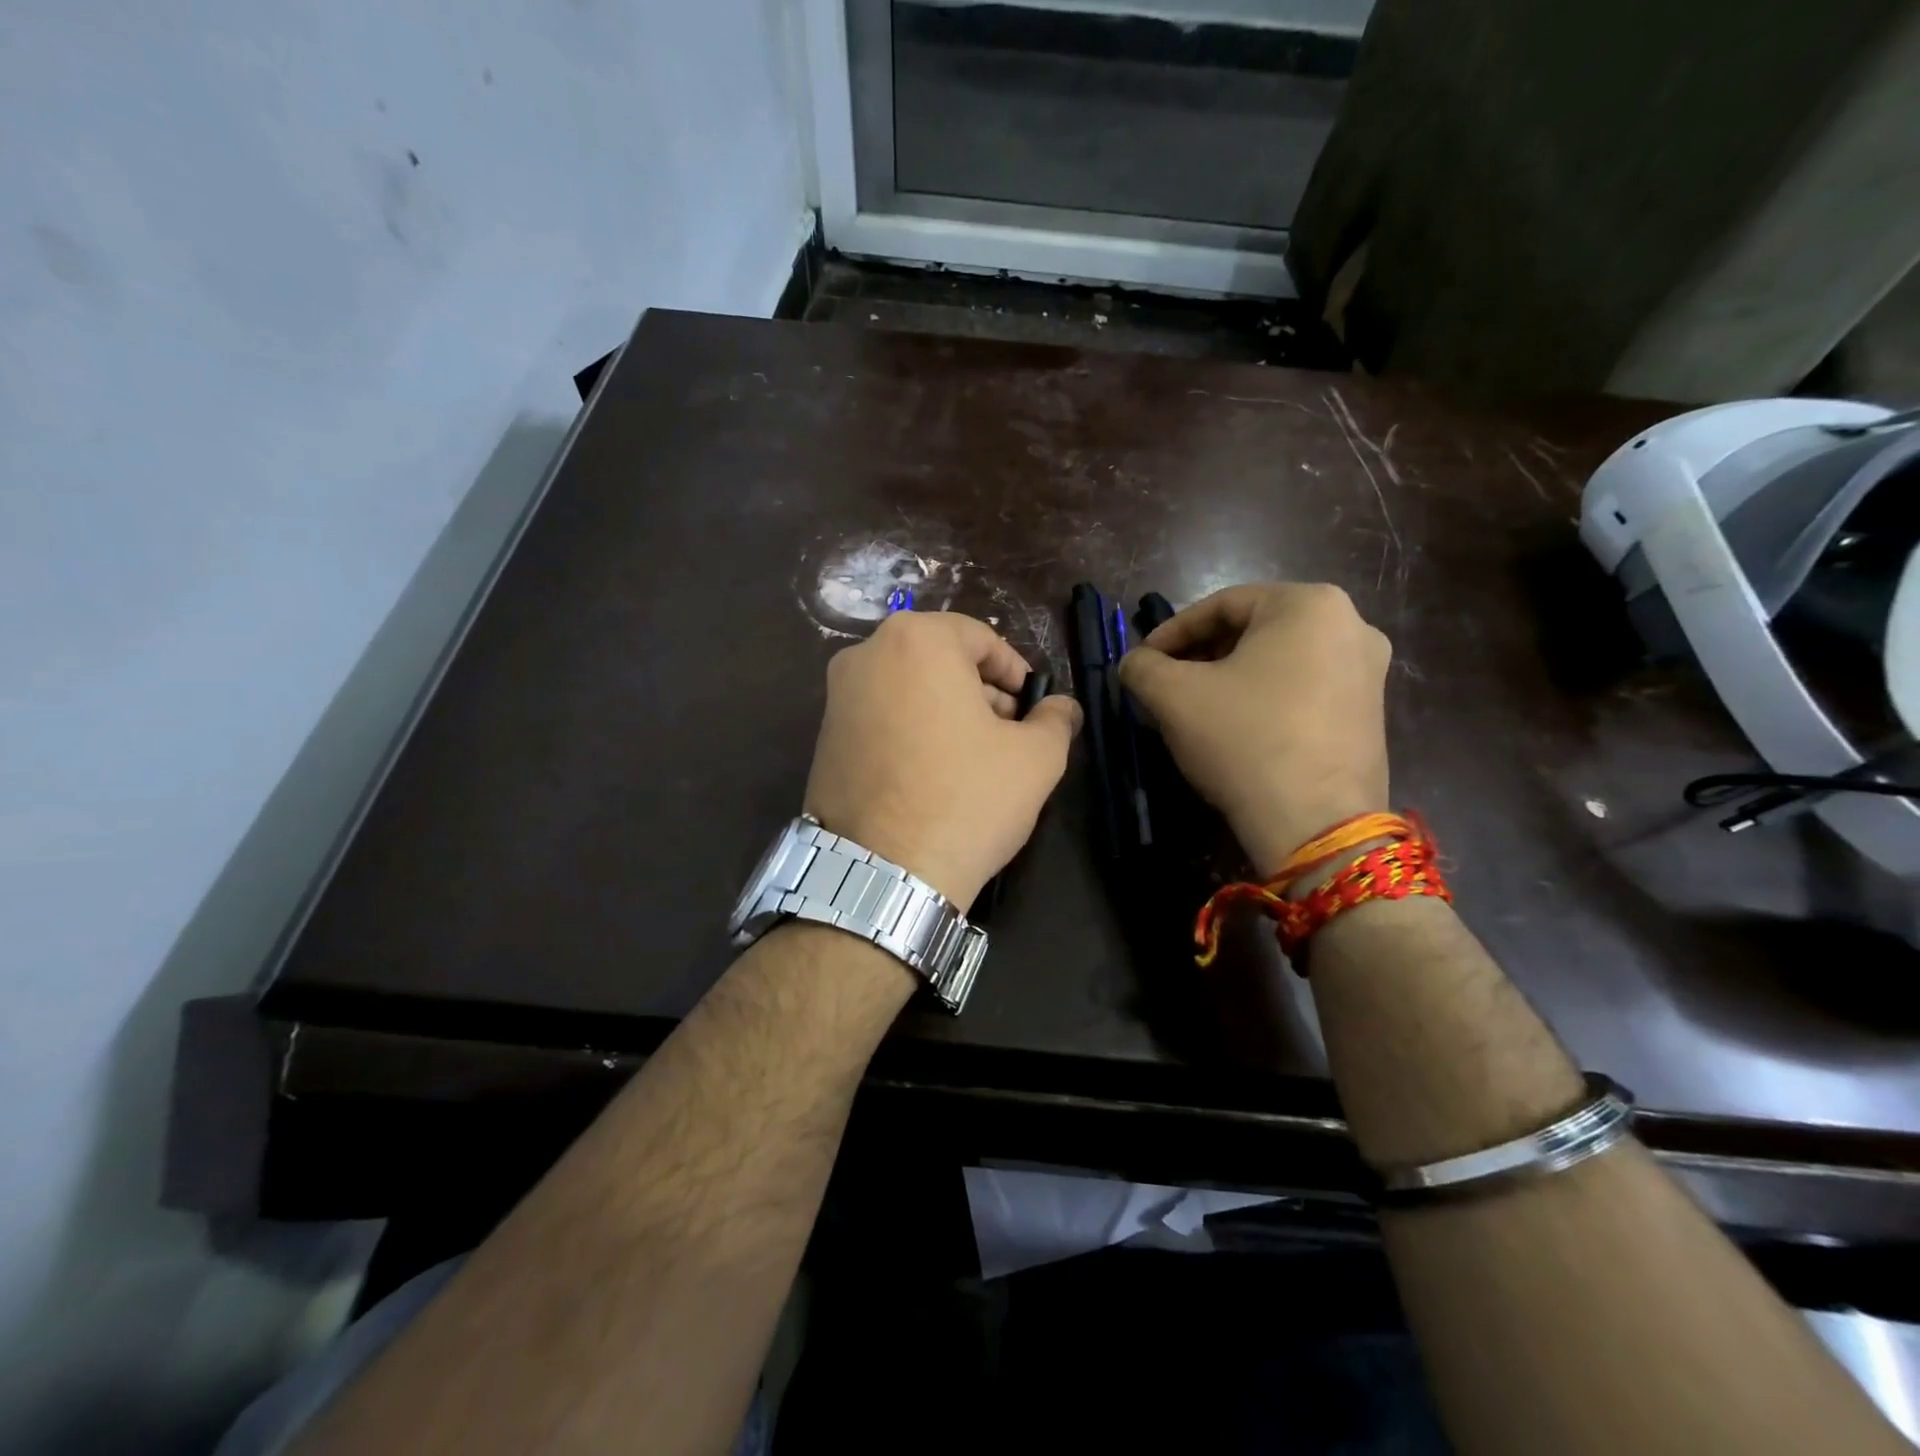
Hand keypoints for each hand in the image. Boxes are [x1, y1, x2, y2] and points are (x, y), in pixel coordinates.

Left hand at [805, 612, 1081, 911]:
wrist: (882, 874)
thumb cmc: (967, 799)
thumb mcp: (1035, 758)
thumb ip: (1055, 719)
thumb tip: (1062, 707)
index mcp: (916, 640)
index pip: (980, 638)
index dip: (1015, 672)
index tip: (1031, 708)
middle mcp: (865, 655)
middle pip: (940, 661)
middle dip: (981, 693)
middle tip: (1008, 735)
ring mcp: (836, 698)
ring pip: (909, 689)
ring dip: (947, 713)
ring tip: (974, 761)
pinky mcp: (823, 739)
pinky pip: (881, 719)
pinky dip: (911, 733)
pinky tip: (933, 777)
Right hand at [1118, 583, 1390, 876]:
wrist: (1315, 823)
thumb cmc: (1243, 739)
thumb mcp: (1172, 696)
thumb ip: (1142, 666)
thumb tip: (1135, 663)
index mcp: (1309, 604)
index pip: (1221, 605)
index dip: (1171, 632)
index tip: (1142, 660)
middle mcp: (1351, 625)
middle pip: (1253, 631)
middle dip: (1202, 655)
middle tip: (1166, 683)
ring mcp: (1369, 672)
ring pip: (1279, 662)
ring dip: (1230, 678)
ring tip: (1195, 708)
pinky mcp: (1371, 714)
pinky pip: (1304, 690)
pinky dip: (1265, 699)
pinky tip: (1236, 729)